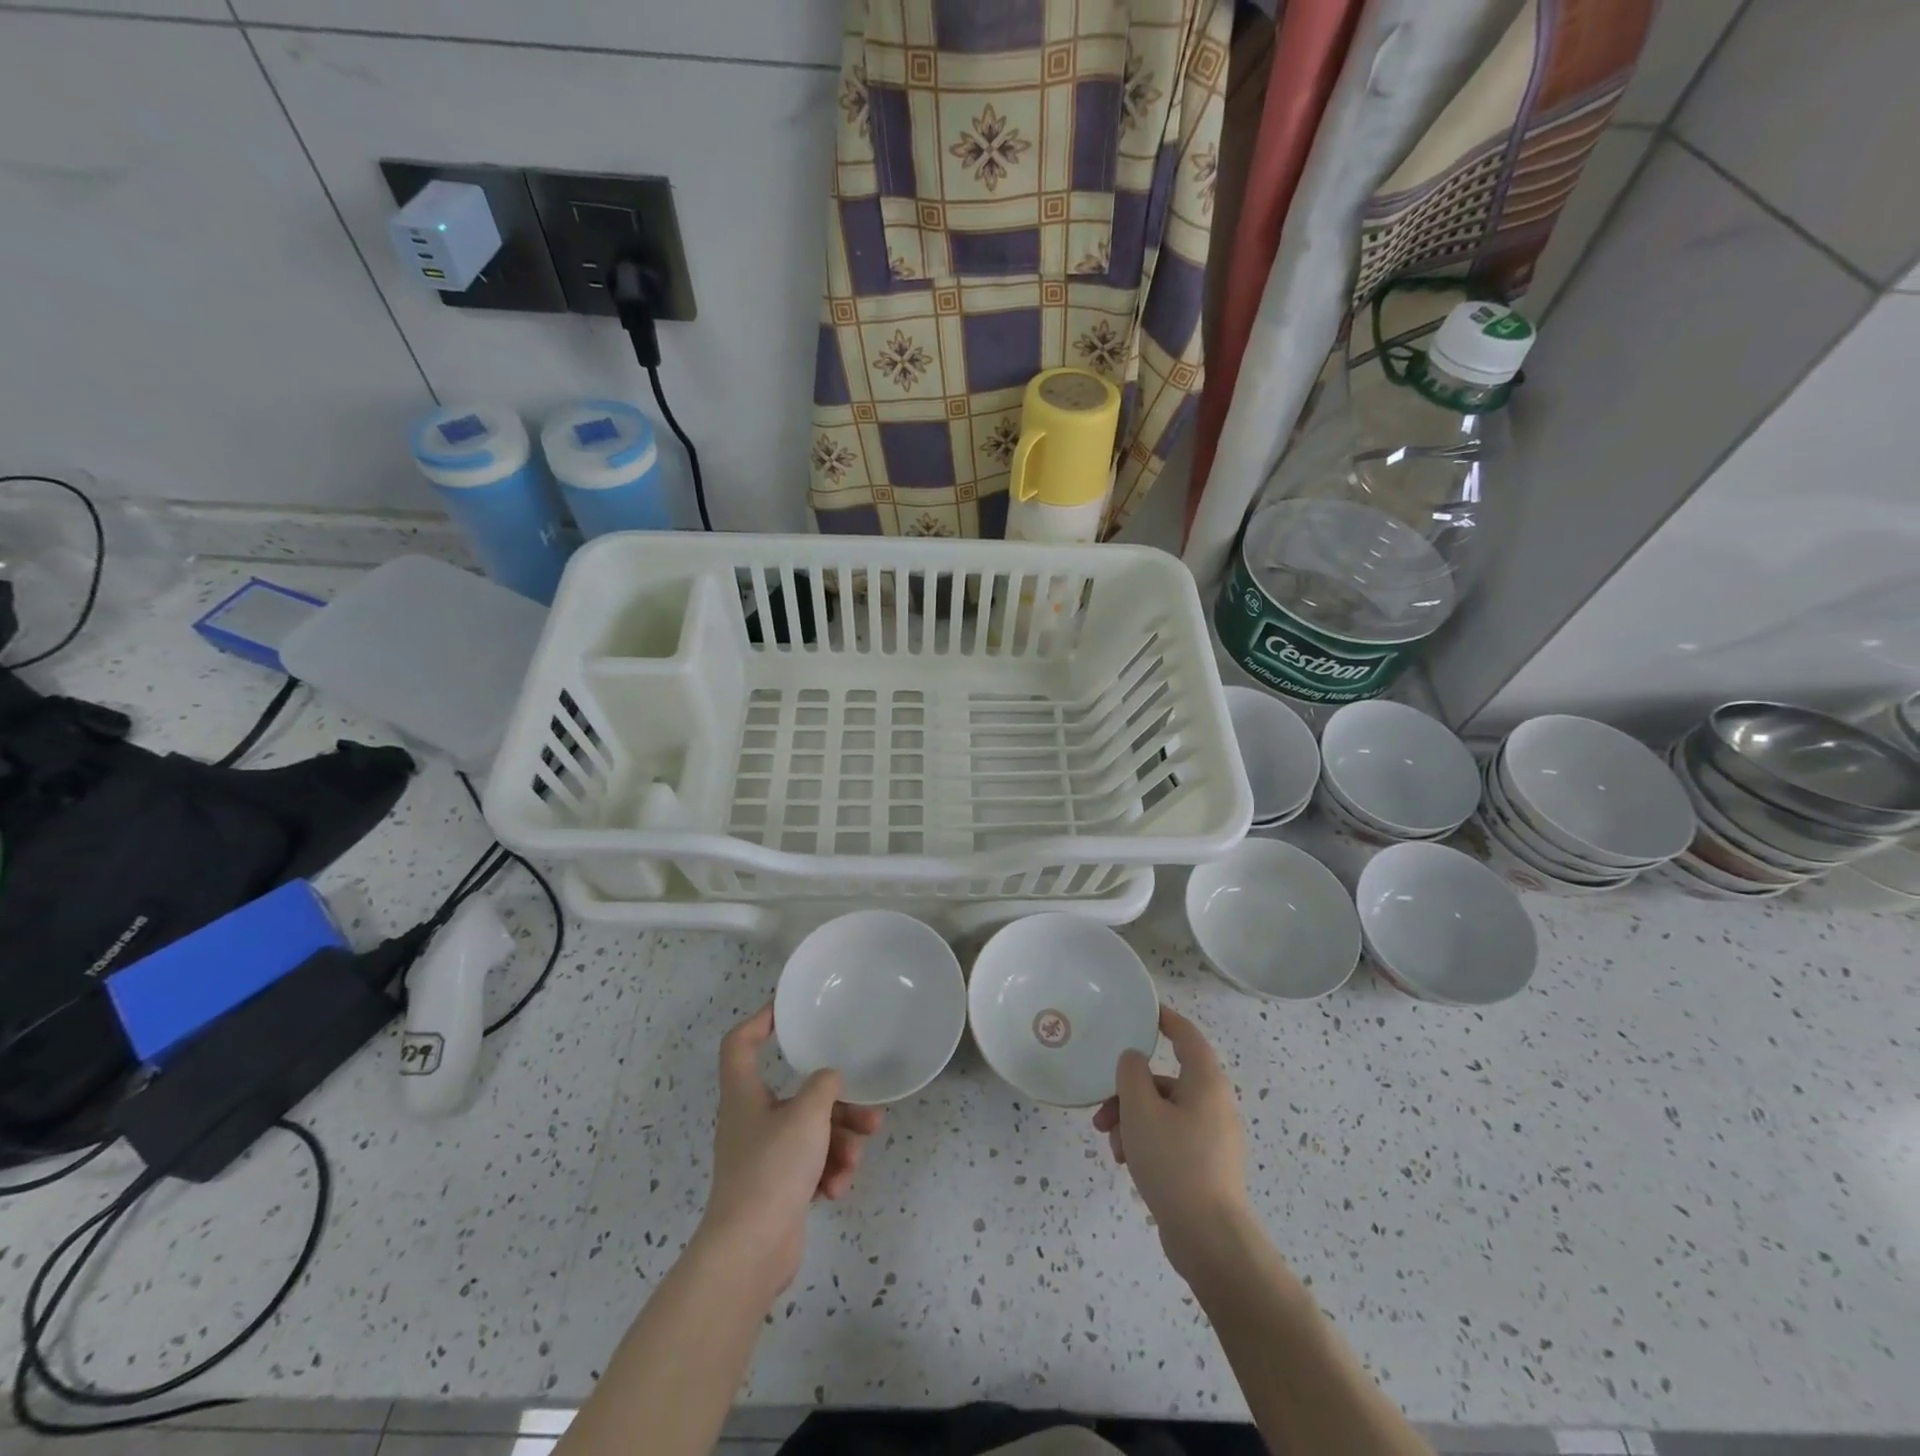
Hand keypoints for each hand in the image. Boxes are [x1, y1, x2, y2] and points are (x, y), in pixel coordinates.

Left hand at [696, 1005, 883, 1294]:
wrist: (750, 1253)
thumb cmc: (772, 1170)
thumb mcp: (807, 1115)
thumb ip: (824, 1086)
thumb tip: (830, 1079)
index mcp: (745, 1094)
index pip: (741, 1043)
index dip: (760, 1020)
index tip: (788, 1010)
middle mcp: (752, 1120)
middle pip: (798, 1094)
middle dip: (838, 1104)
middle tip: (869, 1113)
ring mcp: (765, 1156)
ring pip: (812, 1131)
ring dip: (840, 1142)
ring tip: (855, 1158)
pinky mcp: (779, 1187)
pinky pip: (812, 1165)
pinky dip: (828, 1171)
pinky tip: (837, 1187)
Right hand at [1092, 1006, 1251, 1281]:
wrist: (1210, 1240)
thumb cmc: (1174, 1163)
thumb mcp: (1140, 1110)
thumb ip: (1131, 1073)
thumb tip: (1134, 1060)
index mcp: (1206, 1082)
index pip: (1186, 1035)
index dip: (1165, 1019)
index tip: (1143, 1012)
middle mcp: (1215, 1104)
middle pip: (1166, 1080)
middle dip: (1129, 1092)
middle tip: (1102, 1111)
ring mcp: (1213, 1137)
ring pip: (1164, 1112)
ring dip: (1132, 1121)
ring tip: (1111, 1147)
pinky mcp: (1206, 1166)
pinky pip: (1171, 1138)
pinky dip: (1147, 1142)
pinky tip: (1126, 1164)